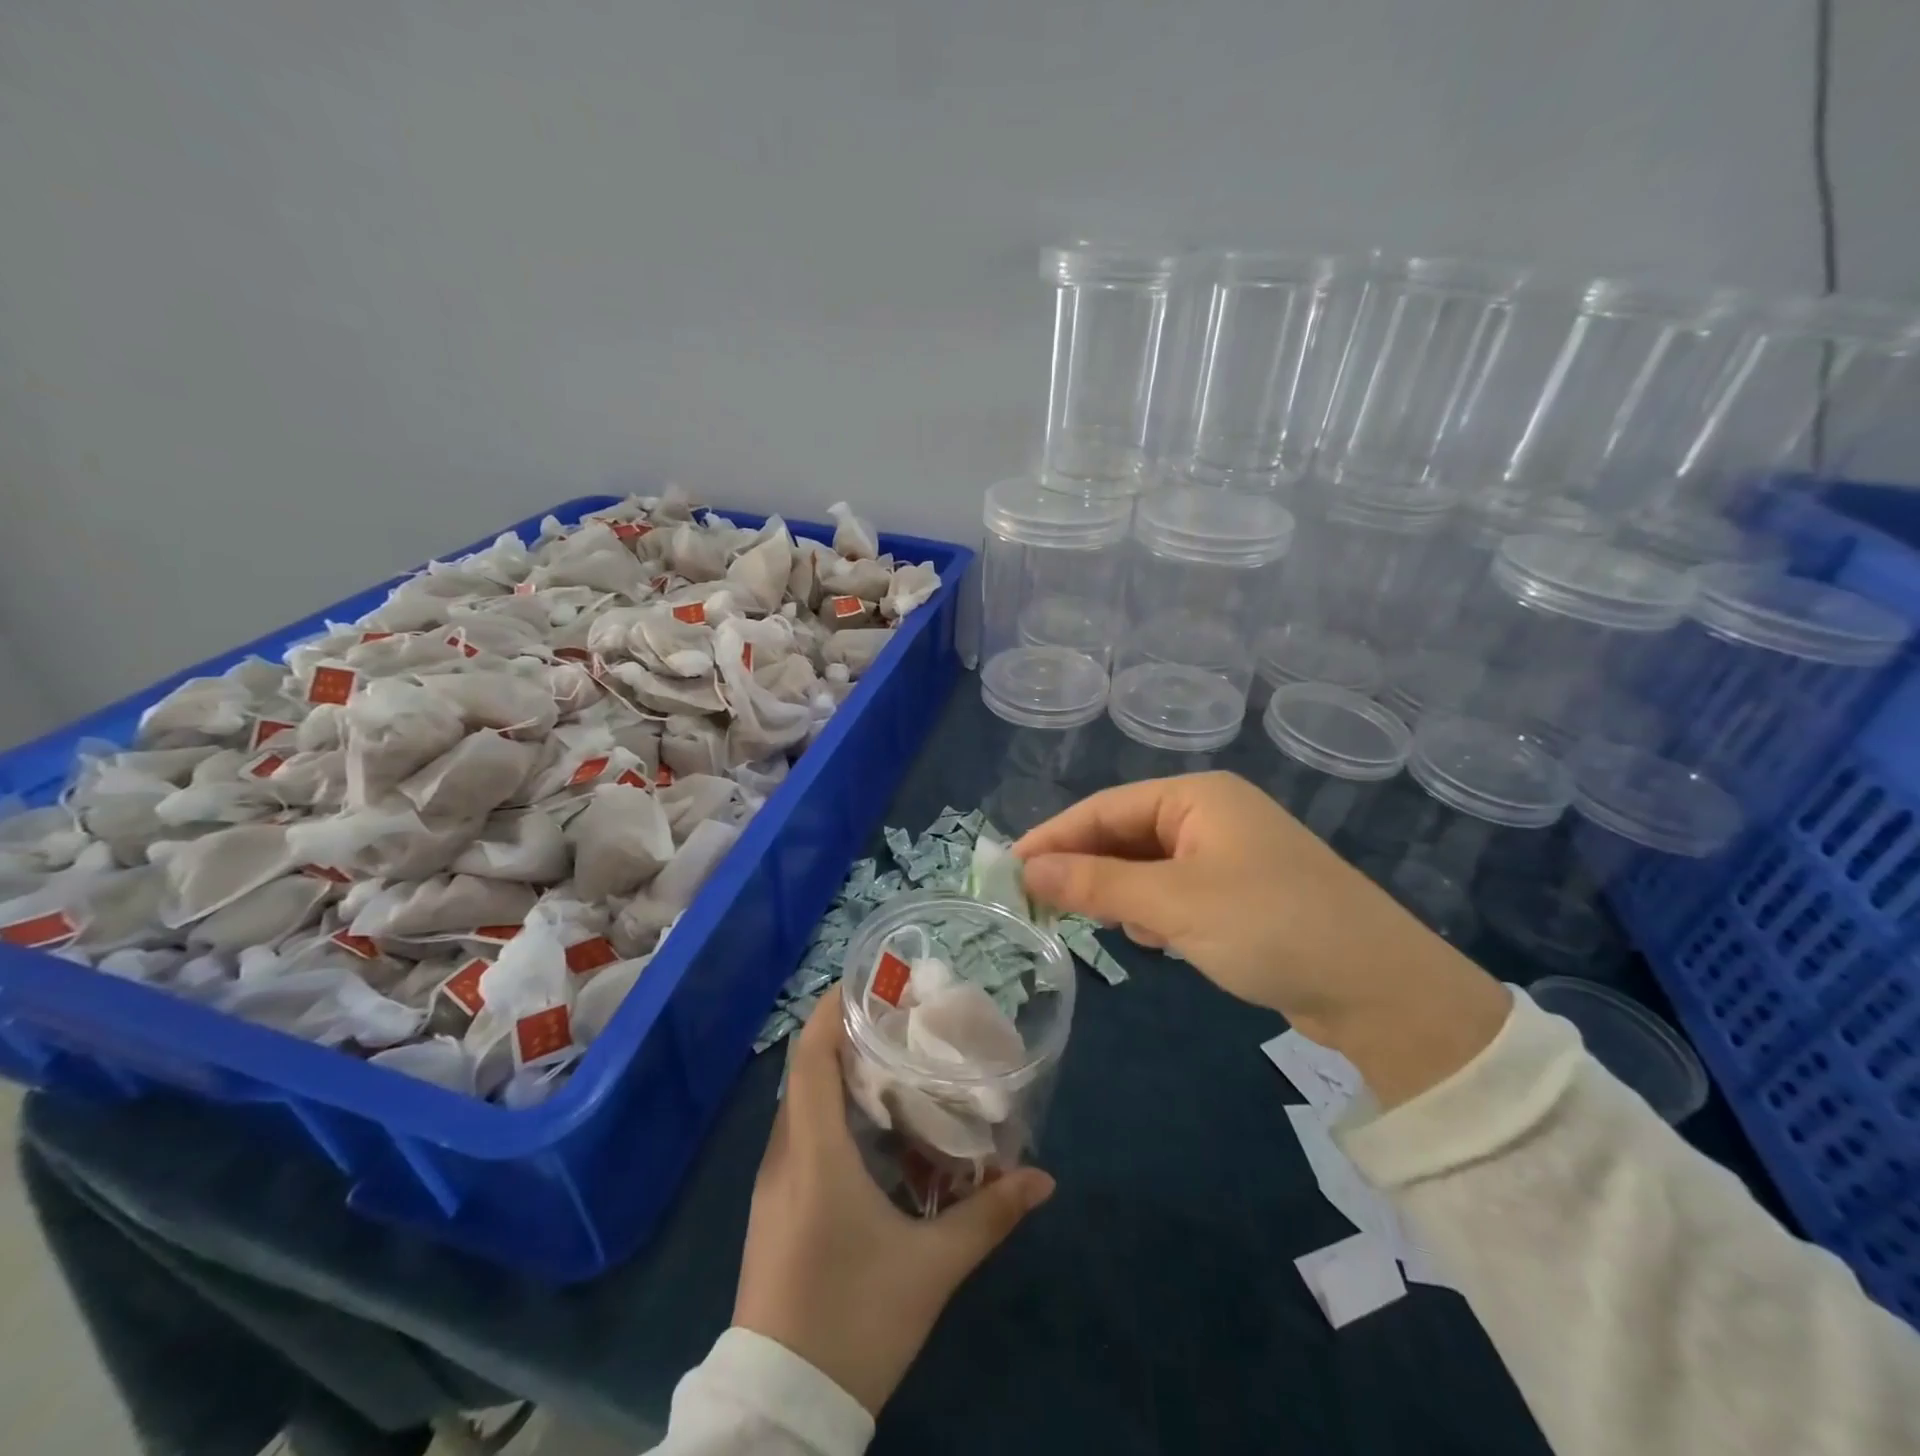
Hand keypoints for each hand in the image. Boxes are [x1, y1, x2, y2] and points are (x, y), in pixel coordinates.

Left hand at [733, 985, 1055, 1414]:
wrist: (781, 1407)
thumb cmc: (853, 1319)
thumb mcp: (930, 1268)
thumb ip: (988, 1217)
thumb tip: (1042, 1179)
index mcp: (814, 1153)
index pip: (811, 1057)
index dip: (833, 1011)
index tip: (868, 983)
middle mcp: (784, 1156)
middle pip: (806, 1073)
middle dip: (846, 1037)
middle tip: (898, 1021)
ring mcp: (773, 1184)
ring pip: (801, 1105)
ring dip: (838, 1075)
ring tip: (890, 1064)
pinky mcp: (774, 1209)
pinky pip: (799, 1137)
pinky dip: (830, 1112)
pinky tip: (871, 1130)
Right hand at [1015, 772, 1509, 1105]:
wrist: (1382, 991)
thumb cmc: (1270, 925)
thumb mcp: (1172, 904)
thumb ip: (1094, 884)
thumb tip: (1025, 871)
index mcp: (1197, 797)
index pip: (1105, 808)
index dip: (1054, 837)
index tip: (1009, 869)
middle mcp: (1212, 815)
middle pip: (1125, 834)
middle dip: (1087, 869)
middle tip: (1040, 905)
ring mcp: (1230, 854)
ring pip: (1148, 866)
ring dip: (1121, 894)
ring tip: (1101, 926)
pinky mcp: (1242, 893)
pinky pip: (1176, 891)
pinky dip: (1155, 912)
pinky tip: (1155, 940)